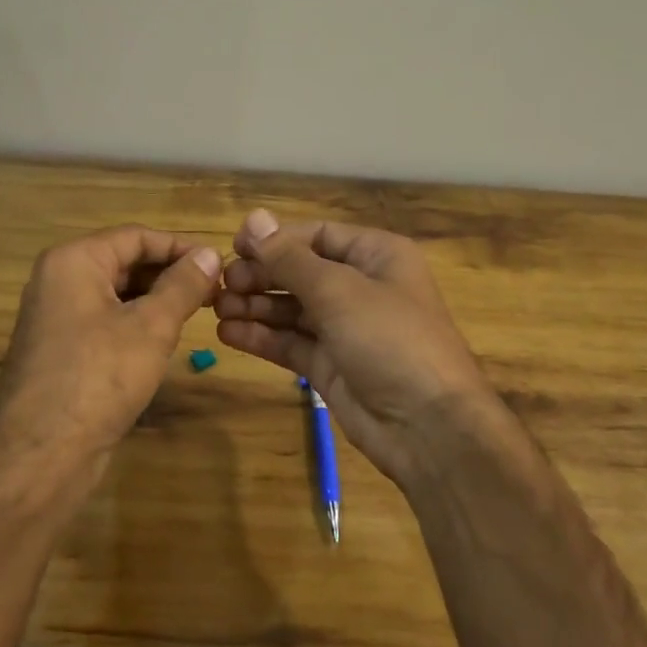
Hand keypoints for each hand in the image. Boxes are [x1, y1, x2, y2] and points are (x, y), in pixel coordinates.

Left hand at [0, 225, 221, 494]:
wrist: (41, 455)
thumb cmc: (99, 377)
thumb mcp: (151, 327)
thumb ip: (183, 285)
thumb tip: (211, 254)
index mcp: (73, 261)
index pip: (136, 236)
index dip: (181, 247)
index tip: (220, 265)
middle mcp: (58, 281)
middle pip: (124, 262)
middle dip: (170, 274)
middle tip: (215, 293)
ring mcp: (56, 317)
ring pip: (116, 294)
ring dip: (156, 299)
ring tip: (198, 314)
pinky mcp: (61, 350)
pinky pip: (105, 321)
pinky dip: (136, 323)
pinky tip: (164, 340)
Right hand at [214, 209, 516, 489]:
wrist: (429, 428)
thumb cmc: (390, 340)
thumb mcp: (339, 290)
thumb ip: (290, 258)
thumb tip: (253, 218)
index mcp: (376, 256)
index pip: (317, 235)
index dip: (275, 239)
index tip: (234, 247)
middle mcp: (361, 287)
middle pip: (300, 271)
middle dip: (261, 275)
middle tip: (222, 285)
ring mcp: (345, 329)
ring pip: (292, 308)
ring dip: (255, 306)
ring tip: (217, 308)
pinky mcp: (331, 365)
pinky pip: (291, 342)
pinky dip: (261, 337)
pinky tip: (228, 334)